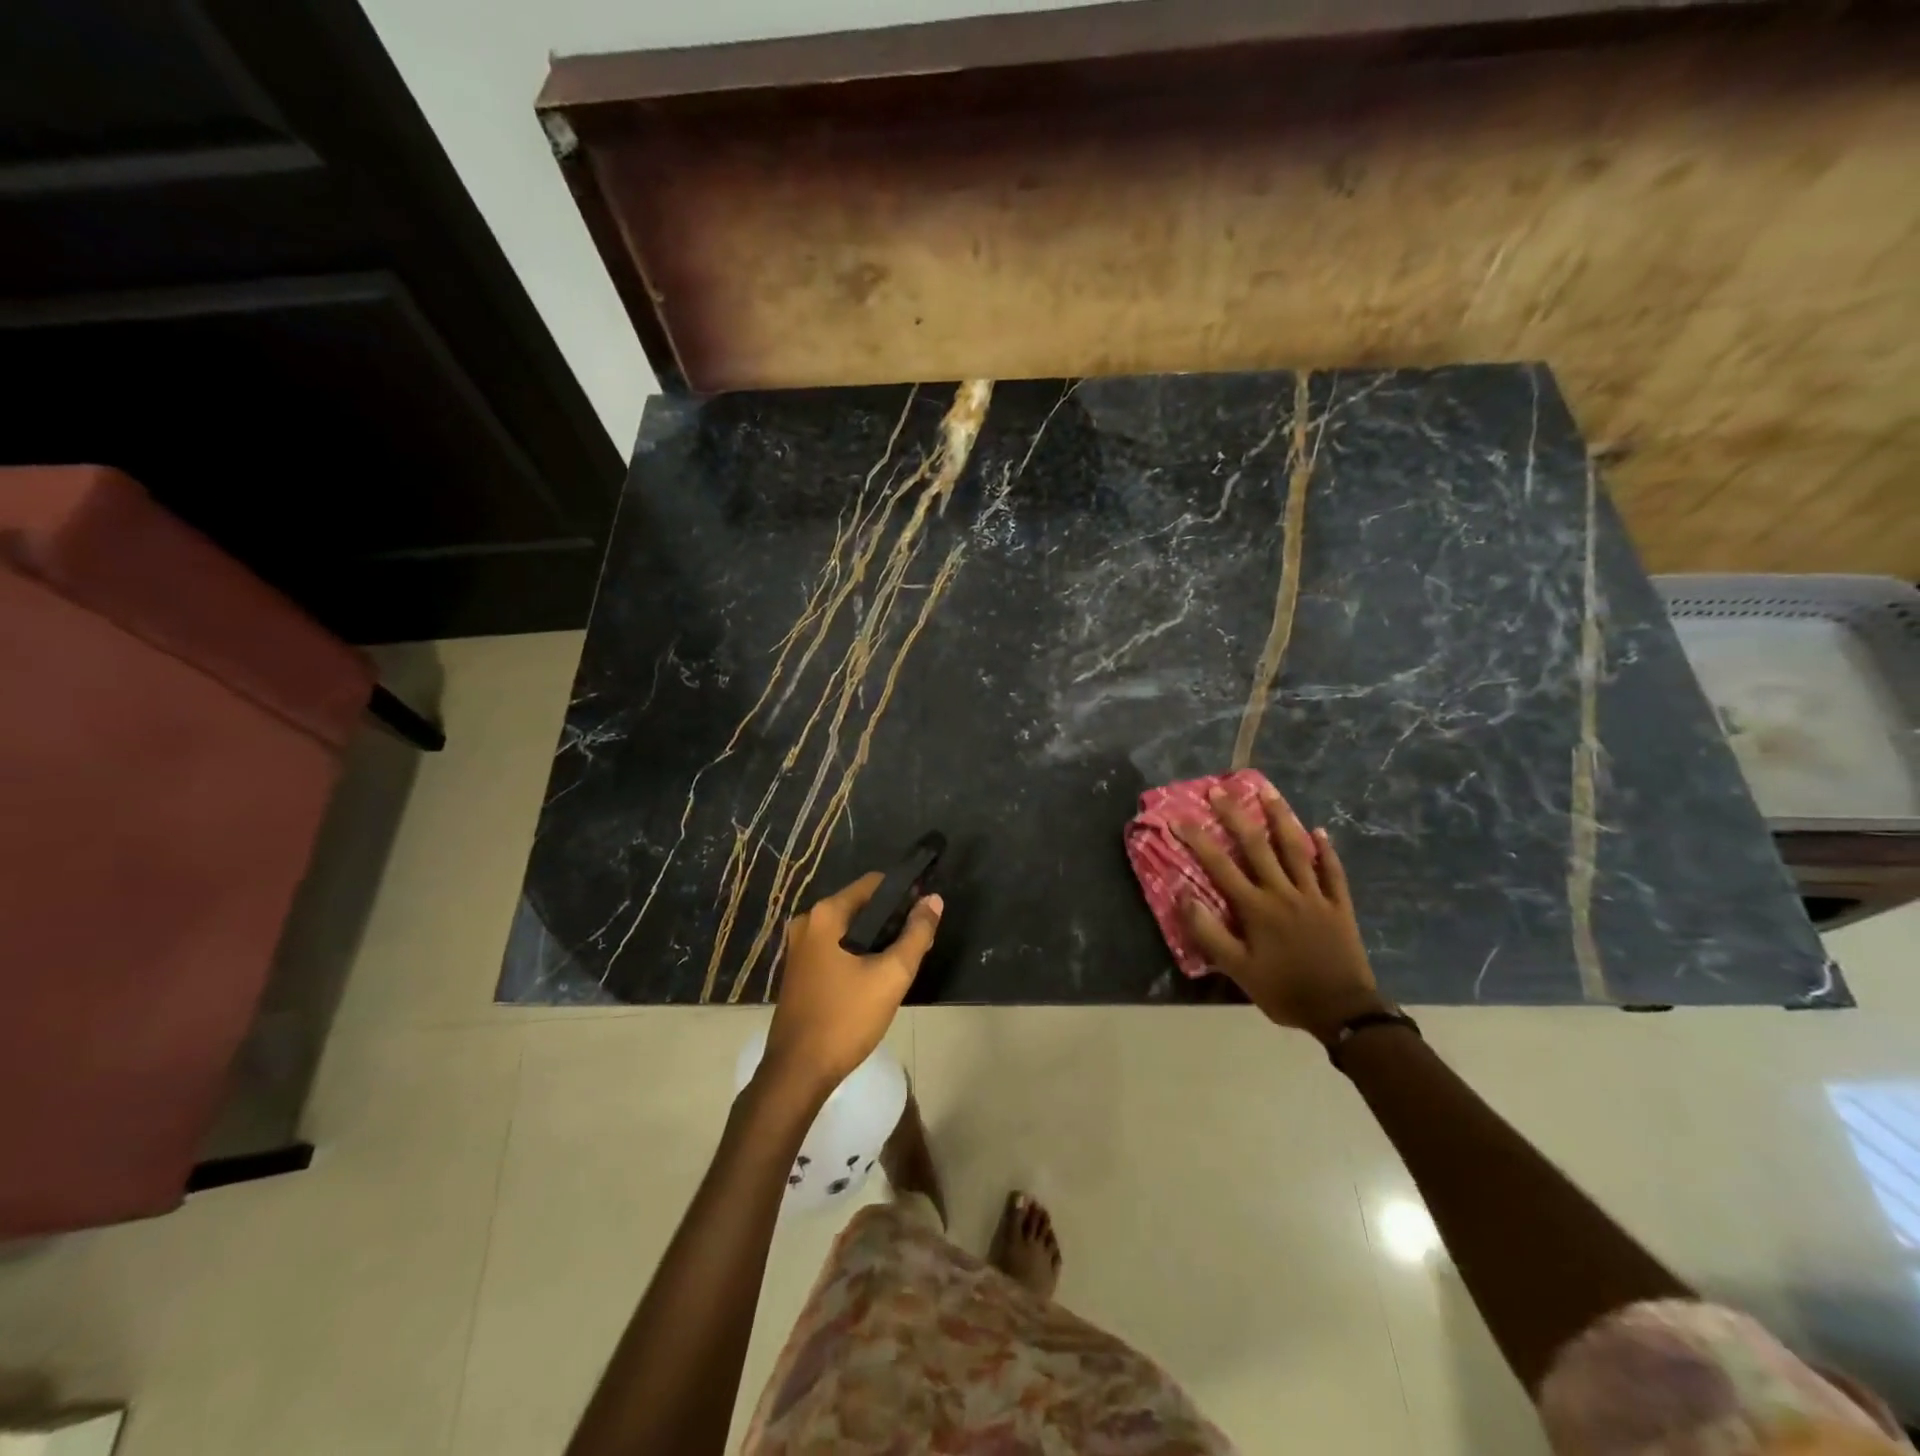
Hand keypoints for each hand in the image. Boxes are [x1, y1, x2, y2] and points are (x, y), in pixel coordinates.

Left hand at [762, 872, 941, 1096]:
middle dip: (892, 918)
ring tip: (905, 958)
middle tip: (920, 939)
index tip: (927, 911)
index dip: (904, 893)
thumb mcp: (891, 975)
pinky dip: (858, 952)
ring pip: (849, 928)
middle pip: (861, 905)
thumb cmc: (846, 1018)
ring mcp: (800, 947)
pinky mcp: (800, 969)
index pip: (874, 883)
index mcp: (826, 914)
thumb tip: (933, 900)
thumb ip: (916, 934)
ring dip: (877, 938)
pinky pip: (836, 947)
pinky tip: (878, 974)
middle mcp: (808, 921)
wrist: (798, 1071)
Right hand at [1175, 782, 1385, 1042]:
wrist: (1343, 1012)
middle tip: (1220, 789)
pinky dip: (1326, 850)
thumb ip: (1210, 933)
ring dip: (1281, 818)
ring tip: (1268, 791)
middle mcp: (1283, 892)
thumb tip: (1185, 897)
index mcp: (1256, 908)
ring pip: (1296, 849)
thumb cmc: (1284, 991)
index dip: (1198, 840)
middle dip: (1235, 815)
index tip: (1179, 817)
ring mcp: (1315, 896)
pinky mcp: (1339, 905)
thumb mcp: (1238, 970)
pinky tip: (1320, 831)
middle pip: (1256, 846)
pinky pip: (1332, 872)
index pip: (1220, 866)